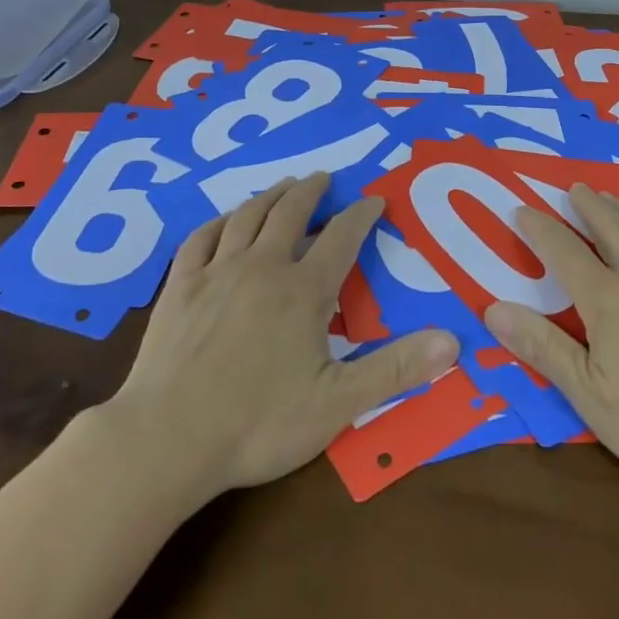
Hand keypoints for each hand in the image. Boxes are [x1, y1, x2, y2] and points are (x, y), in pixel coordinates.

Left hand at [111, 173, 459, 499]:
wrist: (166, 441)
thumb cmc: (258, 424)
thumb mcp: (337, 403)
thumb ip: (395, 370)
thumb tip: (453, 342)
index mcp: (303, 290)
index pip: (342, 237)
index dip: (362, 215)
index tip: (375, 199)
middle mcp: (262, 267)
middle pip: (291, 212)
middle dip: (312, 191)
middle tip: (324, 178)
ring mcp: (216, 273)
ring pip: (247, 217)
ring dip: (269, 196)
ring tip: (283, 186)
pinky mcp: (179, 288)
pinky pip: (200, 239)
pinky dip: (217, 222)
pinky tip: (223, 221)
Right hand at [484, 184, 618, 498]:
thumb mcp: (589, 395)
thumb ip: (542, 347)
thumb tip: (493, 308)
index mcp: (607, 300)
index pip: (563, 252)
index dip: (539, 229)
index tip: (521, 209)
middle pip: (609, 228)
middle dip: (588, 205)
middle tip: (574, 187)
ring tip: (611, 197)